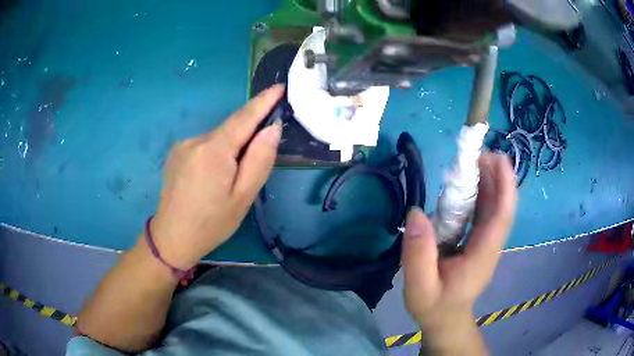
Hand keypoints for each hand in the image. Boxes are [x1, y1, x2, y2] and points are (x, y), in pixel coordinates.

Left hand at [148, 85, 283, 269]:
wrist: (172, 237)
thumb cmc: (212, 223)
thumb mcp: (243, 196)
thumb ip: (259, 159)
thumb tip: (272, 128)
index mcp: (214, 150)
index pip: (244, 117)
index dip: (263, 101)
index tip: (279, 87)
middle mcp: (196, 140)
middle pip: (230, 128)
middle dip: (248, 134)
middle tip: (258, 157)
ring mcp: (183, 145)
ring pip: (217, 138)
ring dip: (231, 147)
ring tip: (230, 179)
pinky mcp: (176, 153)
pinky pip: (204, 145)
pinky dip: (216, 152)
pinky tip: (213, 176)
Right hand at [402, 153, 516, 353]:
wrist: (445, 319)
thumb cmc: (434, 306)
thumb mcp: (420, 287)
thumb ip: (418, 254)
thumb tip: (416, 213)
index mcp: (482, 254)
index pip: (501, 216)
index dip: (505, 187)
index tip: (500, 159)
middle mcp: (490, 244)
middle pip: (500, 206)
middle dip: (496, 176)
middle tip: (479, 152)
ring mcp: (485, 243)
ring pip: (493, 207)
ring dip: (488, 181)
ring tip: (474, 160)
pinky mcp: (478, 241)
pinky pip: (484, 213)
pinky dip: (480, 194)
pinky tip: (467, 184)